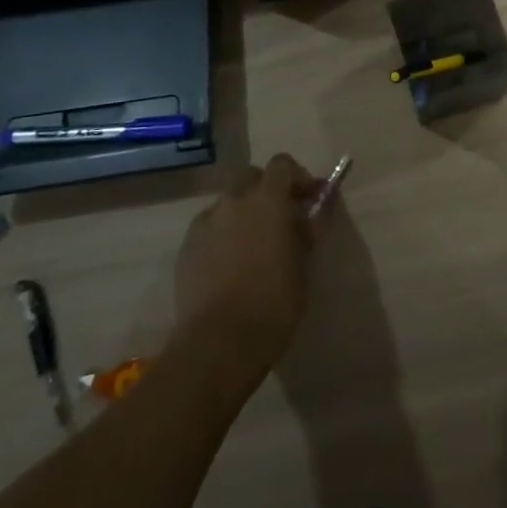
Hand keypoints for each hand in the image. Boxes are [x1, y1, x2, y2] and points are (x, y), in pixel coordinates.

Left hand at [174, 153, 321, 387]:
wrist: (219, 343)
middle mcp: (232, 202)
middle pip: (251, 178)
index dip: (299, 177)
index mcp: (266, 199)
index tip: (310, 200)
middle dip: (267, 191)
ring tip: (254, 247)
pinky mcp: (185, 249)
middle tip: (282, 220)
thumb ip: (311, 226)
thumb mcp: (305, 262)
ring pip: (228, 204)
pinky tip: (231, 266)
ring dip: (244, 214)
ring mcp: (204, 224)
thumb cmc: (274, 300)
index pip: (282, 164)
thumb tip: (321, 204)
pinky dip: (223, 236)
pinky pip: (210, 229)